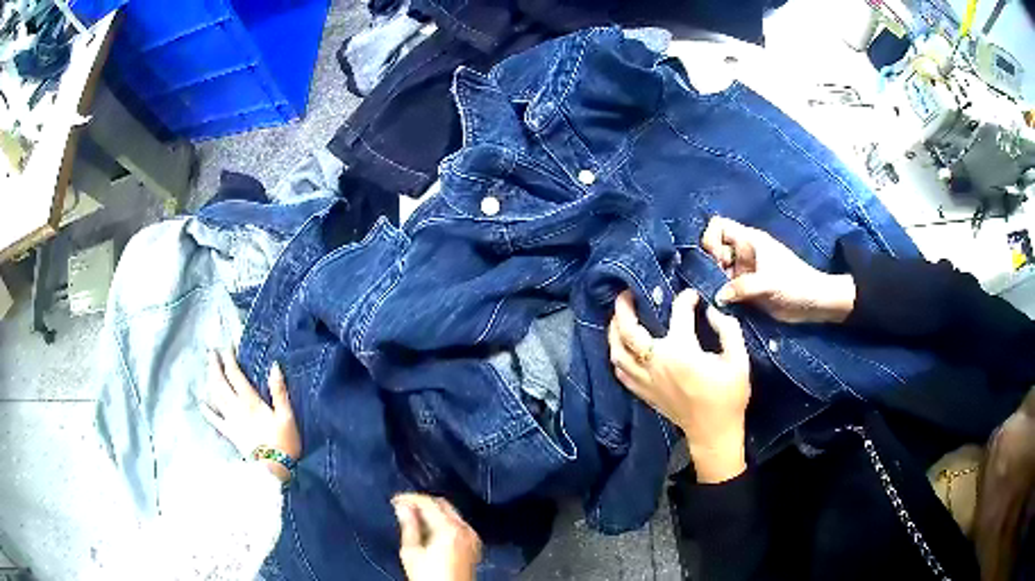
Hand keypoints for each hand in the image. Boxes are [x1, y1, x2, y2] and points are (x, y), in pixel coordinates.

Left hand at [201, 350, 301, 482]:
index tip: (227, 346)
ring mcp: (231, 421)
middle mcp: (237, 408)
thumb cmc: (284, 442)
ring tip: (208, 368)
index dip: (230, 359)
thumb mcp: (287, 416)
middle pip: (221, 383)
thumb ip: (279, 391)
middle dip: (215, 366)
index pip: (235, 375)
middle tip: (211, 352)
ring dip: (210, 380)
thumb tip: (274, 366)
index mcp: (250, 401)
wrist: (273, 468)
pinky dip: (207, 410)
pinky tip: (202, 403)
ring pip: (216, 396)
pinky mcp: (230, 433)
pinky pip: (215, 420)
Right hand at [393, 494, 481, 580]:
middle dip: (423, 502)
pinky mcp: (474, 545)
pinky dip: (444, 521)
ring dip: (433, 511)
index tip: (395, 500)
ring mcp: (473, 536)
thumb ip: (409, 526)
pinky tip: (430, 528)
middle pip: (444, 504)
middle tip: (404, 506)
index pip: (429, 503)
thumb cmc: (427, 577)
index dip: (410, 498)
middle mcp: (465, 528)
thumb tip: (402, 506)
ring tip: (413, 516)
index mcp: (450, 528)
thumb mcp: (411, 553)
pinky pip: (458, 524)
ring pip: (452, 513)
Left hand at [608, 289, 749, 482]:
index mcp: (682, 352)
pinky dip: (617, 357)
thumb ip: (728, 330)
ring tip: (618, 318)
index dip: (686, 299)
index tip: (692, 295)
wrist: (714, 433)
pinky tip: (621, 349)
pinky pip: (621, 372)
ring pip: (617, 352)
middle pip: (629, 331)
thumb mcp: (739, 360)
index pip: (678, 314)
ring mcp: (646, 380)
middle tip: (626, 294)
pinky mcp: (644, 393)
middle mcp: (657, 363)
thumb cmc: (728, 396)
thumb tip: (712, 311)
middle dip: (623, 309)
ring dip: (613, 332)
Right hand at [701, 216, 855, 323]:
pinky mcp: (746, 288)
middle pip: (714, 249)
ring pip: (718, 269)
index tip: (715, 259)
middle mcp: (743, 253)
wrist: (813, 303)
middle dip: (709, 264)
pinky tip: (722, 305)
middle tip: (716, 283)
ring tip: (718, 297)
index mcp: (749, 240)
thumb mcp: (769, 284)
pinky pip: (726, 287)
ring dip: (713, 282)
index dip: (711, 238)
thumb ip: (743, 287)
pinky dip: (721, 295)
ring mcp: (744, 271)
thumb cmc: (795, 285)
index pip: (719, 226)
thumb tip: (717, 296)